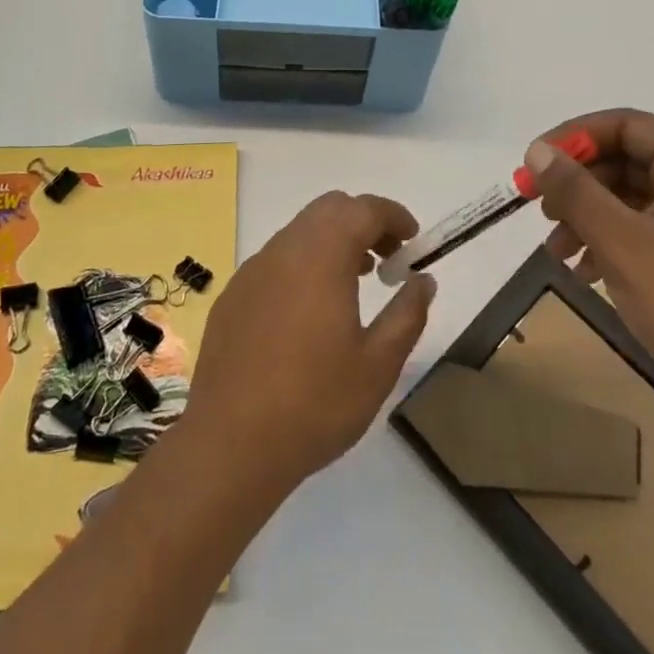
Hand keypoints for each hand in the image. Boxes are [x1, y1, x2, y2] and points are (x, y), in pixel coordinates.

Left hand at [184, 192, 435, 494]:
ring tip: (354, 283)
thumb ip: (407, 314)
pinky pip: (276, 260)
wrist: (229, 444)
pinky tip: (309, 312)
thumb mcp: (378, 365)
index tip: (413, 240)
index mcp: (322, 256)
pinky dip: (303, 264)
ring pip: (300, 231)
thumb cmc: (314, 404)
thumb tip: (423, 280)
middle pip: (329, 209)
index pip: (364, 209)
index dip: (393, 216)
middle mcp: (285, 249)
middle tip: (387, 259)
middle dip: (364, 222)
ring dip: (333, 241)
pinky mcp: (233, 294)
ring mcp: (253, 270)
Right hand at [523, 110, 653, 437]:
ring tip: (555, 250)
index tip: (534, 164)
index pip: (623, 125)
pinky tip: (583, 271)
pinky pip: (644, 228)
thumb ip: (576, 191)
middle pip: (625, 159)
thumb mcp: (623, 243)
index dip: (573, 138)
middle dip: (577, 184)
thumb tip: (536, 150)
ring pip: (630, 197)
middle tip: (538, 209)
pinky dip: (609, 241)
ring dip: (587, 216)